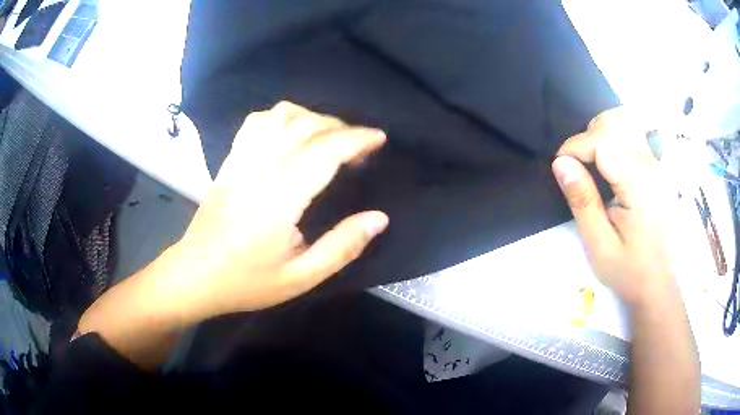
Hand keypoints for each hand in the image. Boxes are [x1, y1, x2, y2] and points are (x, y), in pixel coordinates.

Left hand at [168, 102, 388, 322]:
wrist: (195, 275)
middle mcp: (257, 173)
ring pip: (278, 117)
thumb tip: (378, 218)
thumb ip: (342, 248)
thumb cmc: (246, 283)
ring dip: (311, 116)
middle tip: (359, 143)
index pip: (322, 154)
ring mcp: (239, 163)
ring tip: (328, 135)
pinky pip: (255, 123)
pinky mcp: (228, 162)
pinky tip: (292, 132)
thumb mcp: (300, 278)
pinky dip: (281, 117)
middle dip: (339, 126)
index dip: (355, 140)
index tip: (378, 139)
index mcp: (277, 204)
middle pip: (303, 127)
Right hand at [552, 107, 674, 306]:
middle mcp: (649, 166)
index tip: (562, 170)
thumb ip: (583, 201)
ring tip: (594, 165)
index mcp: (637, 186)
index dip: (574, 148)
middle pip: (613, 122)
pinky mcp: (656, 166)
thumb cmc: (629, 269)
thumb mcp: (599, 244)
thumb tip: (560, 163)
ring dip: (600, 134)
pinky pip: (633, 133)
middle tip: (580, 170)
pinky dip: (614, 137)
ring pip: (624, 121)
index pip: (601, 140)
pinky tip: (611, 164)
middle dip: (587, 137)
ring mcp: (655, 163)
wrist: (658, 282)